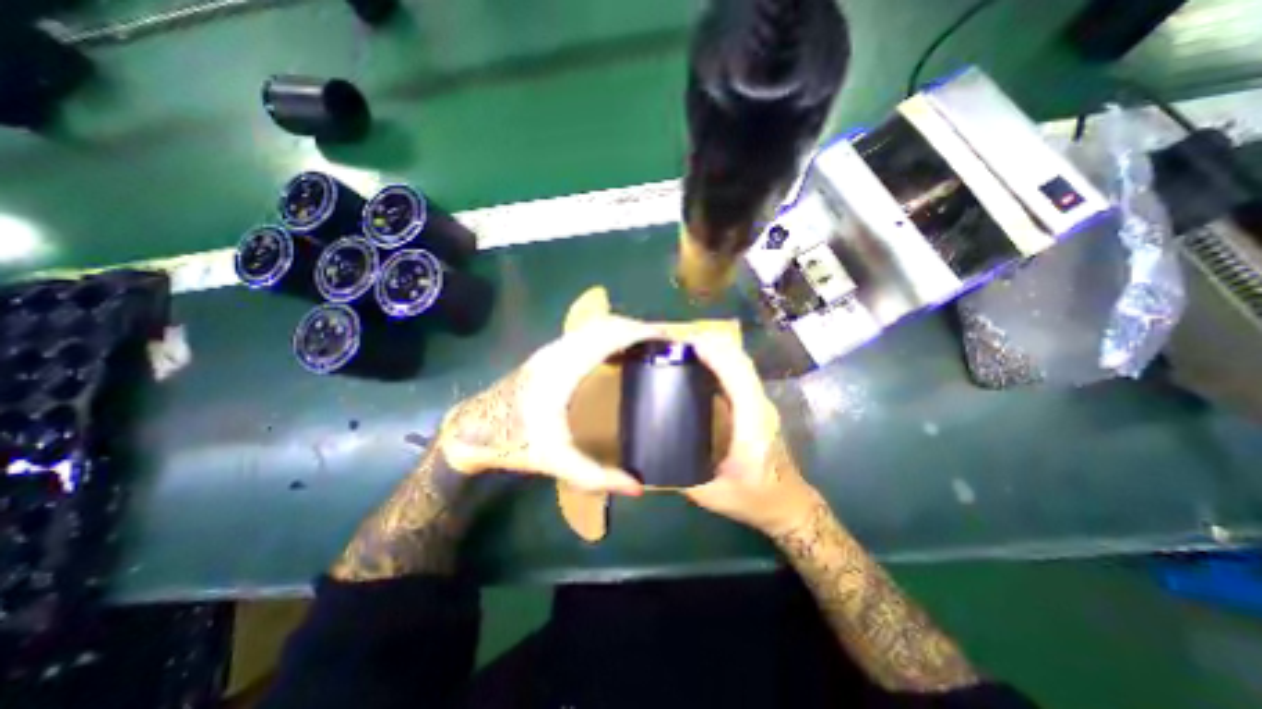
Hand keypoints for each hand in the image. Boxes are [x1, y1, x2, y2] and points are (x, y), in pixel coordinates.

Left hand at [441, 313, 654, 495]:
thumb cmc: (515, 443)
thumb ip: (597, 476)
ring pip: (595, 325)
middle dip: (638, 328)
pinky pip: (586, 333)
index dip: (641, 332)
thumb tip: (638, 487)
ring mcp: (553, 348)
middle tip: (662, 344)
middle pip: (606, 323)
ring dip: (623, 329)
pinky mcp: (549, 353)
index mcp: (565, 369)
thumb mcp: (556, 462)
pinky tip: (617, 354)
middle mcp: (560, 350)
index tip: (667, 338)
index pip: (611, 336)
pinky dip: (609, 335)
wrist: (473, 429)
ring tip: (645, 346)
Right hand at [687, 339, 823, 537]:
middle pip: (742, 364)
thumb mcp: (712, 494)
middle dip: (714, 346)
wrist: (788, 505)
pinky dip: (723, 362)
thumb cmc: (753, 500)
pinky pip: (741, 375)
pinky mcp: (758, 406)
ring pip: (743, 366)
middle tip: (680, 341)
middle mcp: (761, 409)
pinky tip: (702, 364)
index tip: (690, 344)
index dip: (717, 357)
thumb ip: (680, 475)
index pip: (739, 380)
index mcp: (752, 428)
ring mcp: (762, 405)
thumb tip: (652, 457)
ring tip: (689, 347)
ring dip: (719, 351)